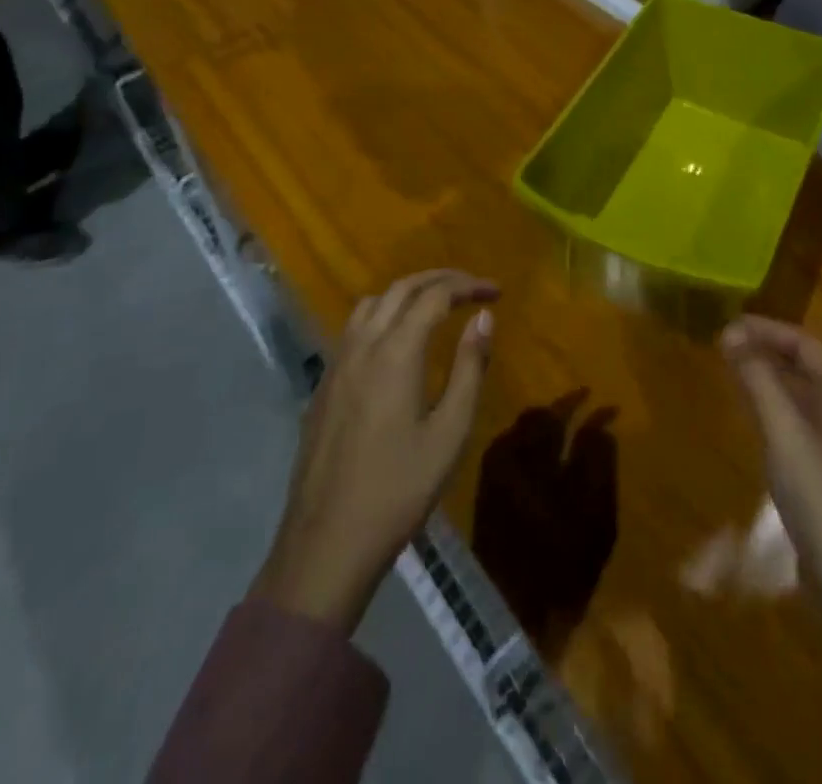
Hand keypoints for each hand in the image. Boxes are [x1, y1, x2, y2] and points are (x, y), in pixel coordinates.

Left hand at [252, 270, 497, 630]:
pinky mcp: (324, 385)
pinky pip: (354, 328)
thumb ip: (470, 368)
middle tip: (472, 287)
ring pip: (372, 303)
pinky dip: (383, 314)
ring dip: (407, 292)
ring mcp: (337, 364)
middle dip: (440, 279)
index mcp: (396, 352)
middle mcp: (362, 345)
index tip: (497, 291)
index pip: (435, 296)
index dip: (468, 286)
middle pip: (401, 288)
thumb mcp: (450, 432)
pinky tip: (397, 342)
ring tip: (436, 306)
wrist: (326, 543)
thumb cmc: (398, 489)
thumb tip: (484, 318)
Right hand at [721, 316, 821, 650]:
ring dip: (767, 376)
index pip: (805, 342)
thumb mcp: (783, 427)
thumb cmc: (819, 491)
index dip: (768, 329)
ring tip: (731, 371)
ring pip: (799, 393)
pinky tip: (750, 417)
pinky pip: (796, 420)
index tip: (729, 324)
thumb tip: (730, 331)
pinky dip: (772, 406)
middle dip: (766, 349)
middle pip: (804, 364)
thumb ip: (757, 376)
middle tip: (724, 344)